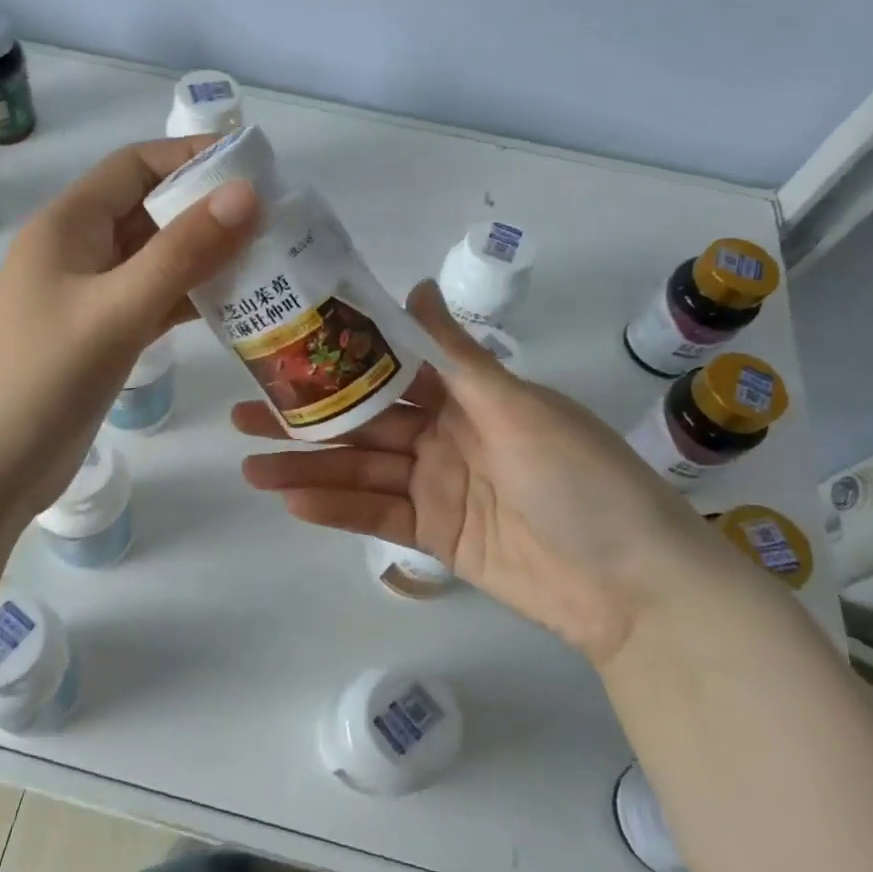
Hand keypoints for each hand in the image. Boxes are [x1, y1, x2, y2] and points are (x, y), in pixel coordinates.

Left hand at [0, 136, 260, 530]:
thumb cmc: (41, 379)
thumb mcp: (116, 310)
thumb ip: (182, 253)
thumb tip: (248, 192)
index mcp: (69, 225)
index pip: (136, 166)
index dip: (193, 158)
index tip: (257, 170)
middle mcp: (79, 251)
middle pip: (151, 211)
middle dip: (210, 211)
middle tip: (278, 224)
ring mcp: (90, 297)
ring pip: (158, 260)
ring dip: (207, 259)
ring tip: (271, 264)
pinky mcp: (103, 337)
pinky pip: (155, 302)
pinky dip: (192, 300)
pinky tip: (237, 309)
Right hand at [234, 282, 740, 664]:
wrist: (632, 584)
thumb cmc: (579, 476)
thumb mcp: (516, 406)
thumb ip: (454, 355)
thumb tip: (414, 287)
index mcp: (465, 395)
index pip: (386, 370)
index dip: (335, 361)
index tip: (282, 350)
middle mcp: (444, 434)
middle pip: (361, 424)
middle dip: (303, 420)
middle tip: (240, 414)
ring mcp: (436, 486)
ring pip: (360, 472)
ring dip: (306, 470)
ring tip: (249, 467)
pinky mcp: (434, 536)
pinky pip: (377, 517)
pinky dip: (337, 510)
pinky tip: (292, 503)